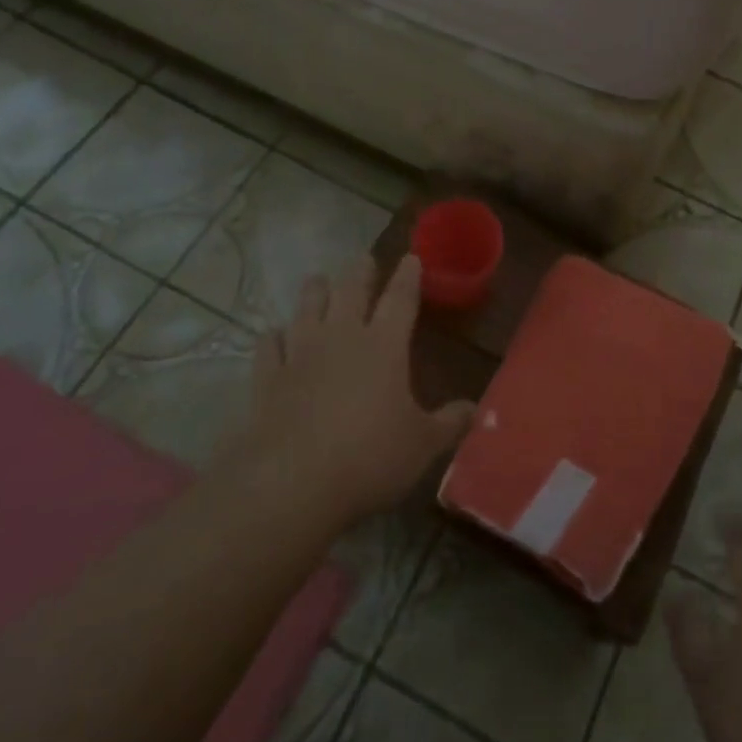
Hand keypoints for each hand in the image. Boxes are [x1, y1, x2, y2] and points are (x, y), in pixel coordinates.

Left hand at [217, 254, 475, 527]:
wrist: (292, 483)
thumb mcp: (422, 445)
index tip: (411, 257)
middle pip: (350, 291)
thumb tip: (474, 409)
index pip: (400, 299)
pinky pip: (268, 346)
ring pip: (307, 308)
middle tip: (364, 258)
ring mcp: (300, 354)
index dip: (408, 277)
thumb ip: (449, 423)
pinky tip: (273, 334)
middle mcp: (342, 338)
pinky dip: (272, 337)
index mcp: (384, 346)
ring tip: (318, 279)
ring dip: (314, 291)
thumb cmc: (369, 458)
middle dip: (360, 272)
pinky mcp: (267, 378)